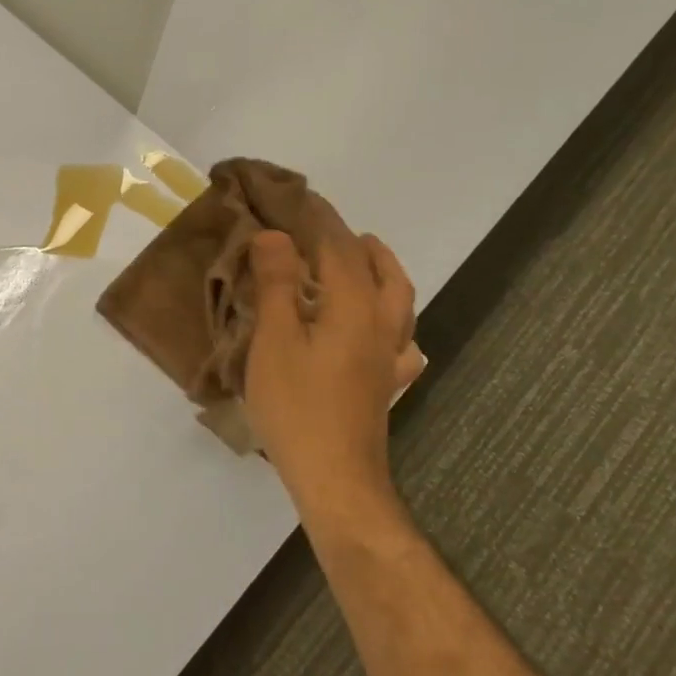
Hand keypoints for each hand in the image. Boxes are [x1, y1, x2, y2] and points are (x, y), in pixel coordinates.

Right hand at [244, 213, 424, 503]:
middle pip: (382, 272)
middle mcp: (380, 327)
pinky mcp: (384, 385)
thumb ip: (277, 285)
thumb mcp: (275, 340)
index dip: (319, 221)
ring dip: (382, 273)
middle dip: (359, 244)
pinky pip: (400, 343)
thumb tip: (275, 235)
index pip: (340, 250)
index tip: (298, 198)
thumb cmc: (297, 406)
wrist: (335, 477)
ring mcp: (388, 358)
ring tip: (362, 262)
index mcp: (353, 309)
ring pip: (399, 303)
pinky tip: (380, 333)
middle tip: (332, 229)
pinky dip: (392, 323)